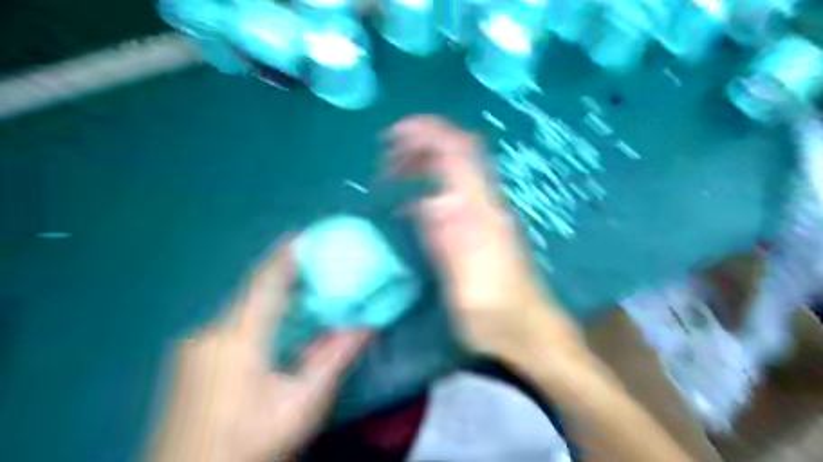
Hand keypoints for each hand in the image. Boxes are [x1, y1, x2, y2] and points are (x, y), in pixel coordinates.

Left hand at [150, 240, 369, 461]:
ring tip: (303, 291)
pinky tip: (275, 326)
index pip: (267, 281)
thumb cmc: (251, 443)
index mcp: (238, 338)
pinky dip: (259, 314)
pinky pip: (232, 323)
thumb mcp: (302, 403)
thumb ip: (335, 359)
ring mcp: (196, 346)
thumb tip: (367, 325)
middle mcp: (212, 332)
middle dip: (285, 275)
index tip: (307, 234)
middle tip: (316, 265)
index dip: (287, 254)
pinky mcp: (190, 359)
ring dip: (273, 296)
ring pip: (243, 308)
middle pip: (254, 291)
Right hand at [384, 117, 580, 365]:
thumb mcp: (466, 285)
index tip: (395, 133)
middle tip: (389, 157)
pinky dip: (432, 186)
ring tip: (396, 172)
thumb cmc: (496, 315)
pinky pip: (457, 193)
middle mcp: (488, 206)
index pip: (460, 154)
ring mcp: (489, 216)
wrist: (530, 333)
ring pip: (458, 172)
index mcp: (482, 214)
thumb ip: (448, 241)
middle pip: (459, 156)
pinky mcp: (486, 229)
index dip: (429, 133)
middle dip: (423, 146)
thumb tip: (426, 201)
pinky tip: (415, 203)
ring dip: (427, 163)